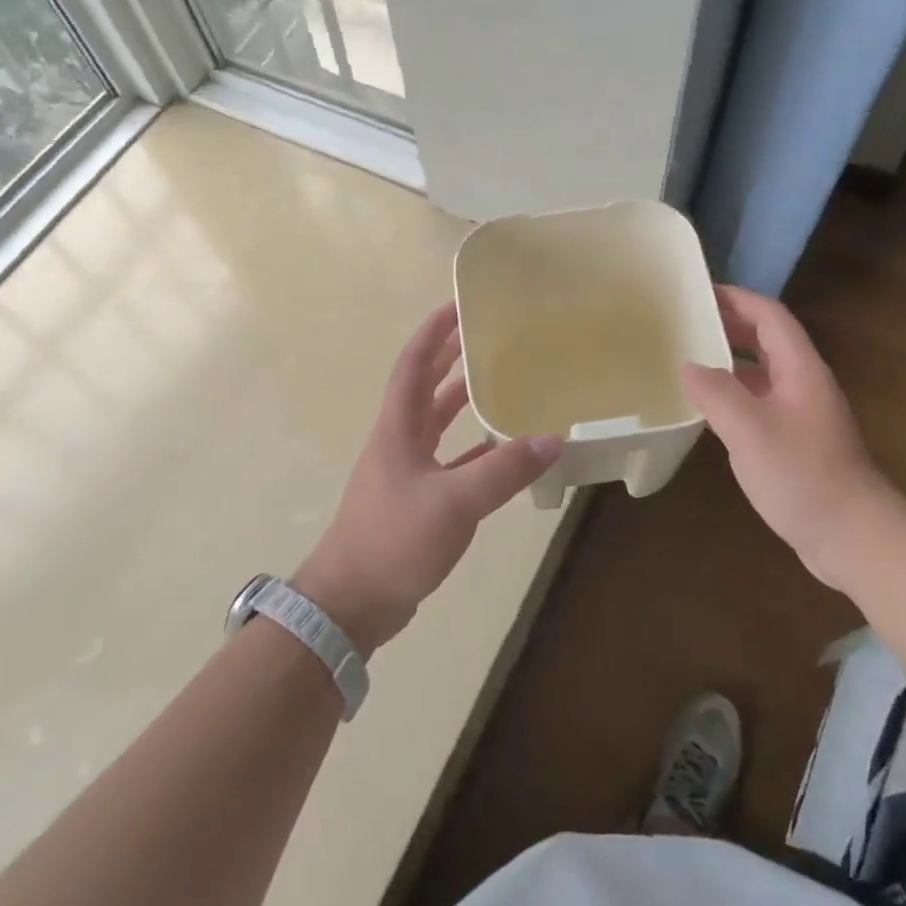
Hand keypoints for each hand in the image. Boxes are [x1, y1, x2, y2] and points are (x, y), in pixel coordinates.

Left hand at [295, 303, 562, 652]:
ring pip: (436, 422)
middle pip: (424, 385)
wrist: (351, 602)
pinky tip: (501, 449)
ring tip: (497, 380)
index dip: (434, 332)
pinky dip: (474, 449)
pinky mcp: (416, 499)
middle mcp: (399, 440)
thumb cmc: (393, 540)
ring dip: (460, 398)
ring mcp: (405, 471)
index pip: (413, 364)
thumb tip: (554, 439)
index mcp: (397, 428)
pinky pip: (449, 460)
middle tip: (485, 333)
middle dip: (449, 356)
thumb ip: (503, 471)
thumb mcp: (454, 502)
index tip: (459, 304)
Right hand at [679, 285, 887, 589]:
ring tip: (688, 358)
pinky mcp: (795, 442)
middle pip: (767, 340)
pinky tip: (708, 408)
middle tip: (686, 322)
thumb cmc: (802, 475)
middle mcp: (803, 384)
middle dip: (730, 325)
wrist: (853, 536)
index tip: (699, 292)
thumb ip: (715, 392)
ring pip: (762, 373)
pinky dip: (733, 394)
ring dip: (729, 360)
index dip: (737, 299)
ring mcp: (801, 415)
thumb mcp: (750, 429)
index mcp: (800, 370)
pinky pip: (759, 402)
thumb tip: (686, 365)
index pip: (770, 317)